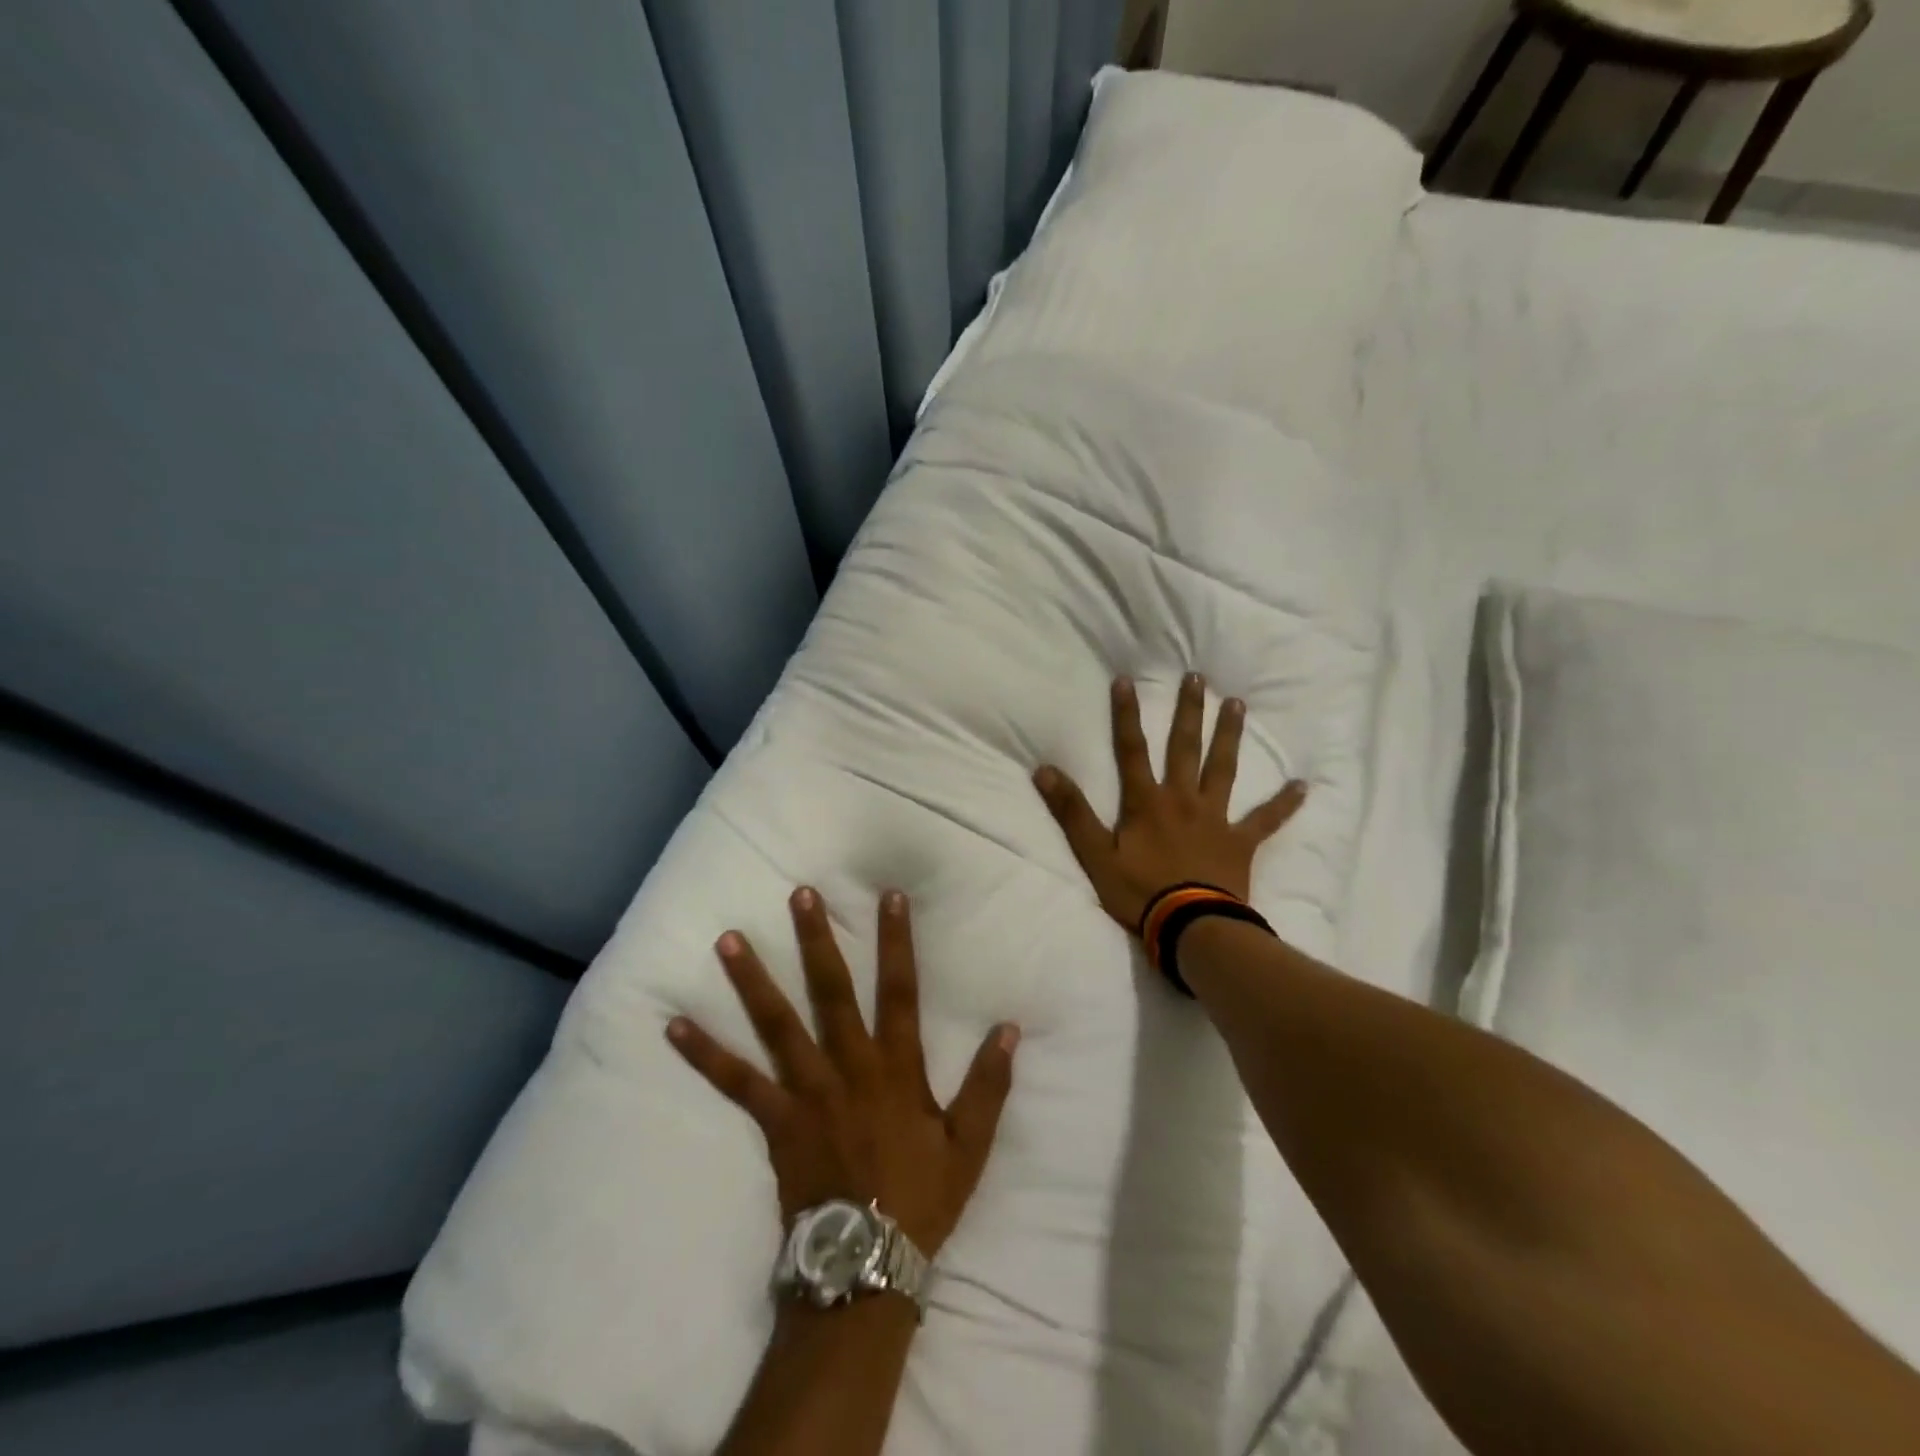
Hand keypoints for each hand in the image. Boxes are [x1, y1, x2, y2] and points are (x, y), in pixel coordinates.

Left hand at [667, 887, 1018, 1256]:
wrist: (865, 1265)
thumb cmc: (921, 1198)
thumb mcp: (970, 1145)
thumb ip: (989, 1085)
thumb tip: (1009, 1029)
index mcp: (895, 1068)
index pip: (900, 991)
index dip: (897, 942)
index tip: (889, 896)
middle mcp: (847, 1067)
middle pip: (830, 992)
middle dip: (816, 940)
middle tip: (799, 895)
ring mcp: (806, 1091)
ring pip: (777, 1025)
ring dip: (752, 980)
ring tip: (727, 939)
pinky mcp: (775, 1119)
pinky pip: (736, 1082)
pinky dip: (705, 1054)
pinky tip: (674, 1026)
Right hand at [1033, 673, 1307, 932]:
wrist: (1191, 926)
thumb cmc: (1140, 891)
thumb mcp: (1094, 855)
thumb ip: (1071, 812)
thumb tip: (1044, 770)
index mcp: (1146, 802)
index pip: (1132, 749)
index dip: (1126, 714)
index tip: (1126, 680)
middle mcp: (1182, 799)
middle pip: (1185, 747)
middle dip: (1188, 711)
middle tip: (1197, 677)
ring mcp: (1215, 818)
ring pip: (1223, 768)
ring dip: (1229, 736)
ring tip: (1237, 704)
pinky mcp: (1240, 842)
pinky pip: (1266, 820)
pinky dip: (1284, 803)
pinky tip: (1302, 785)